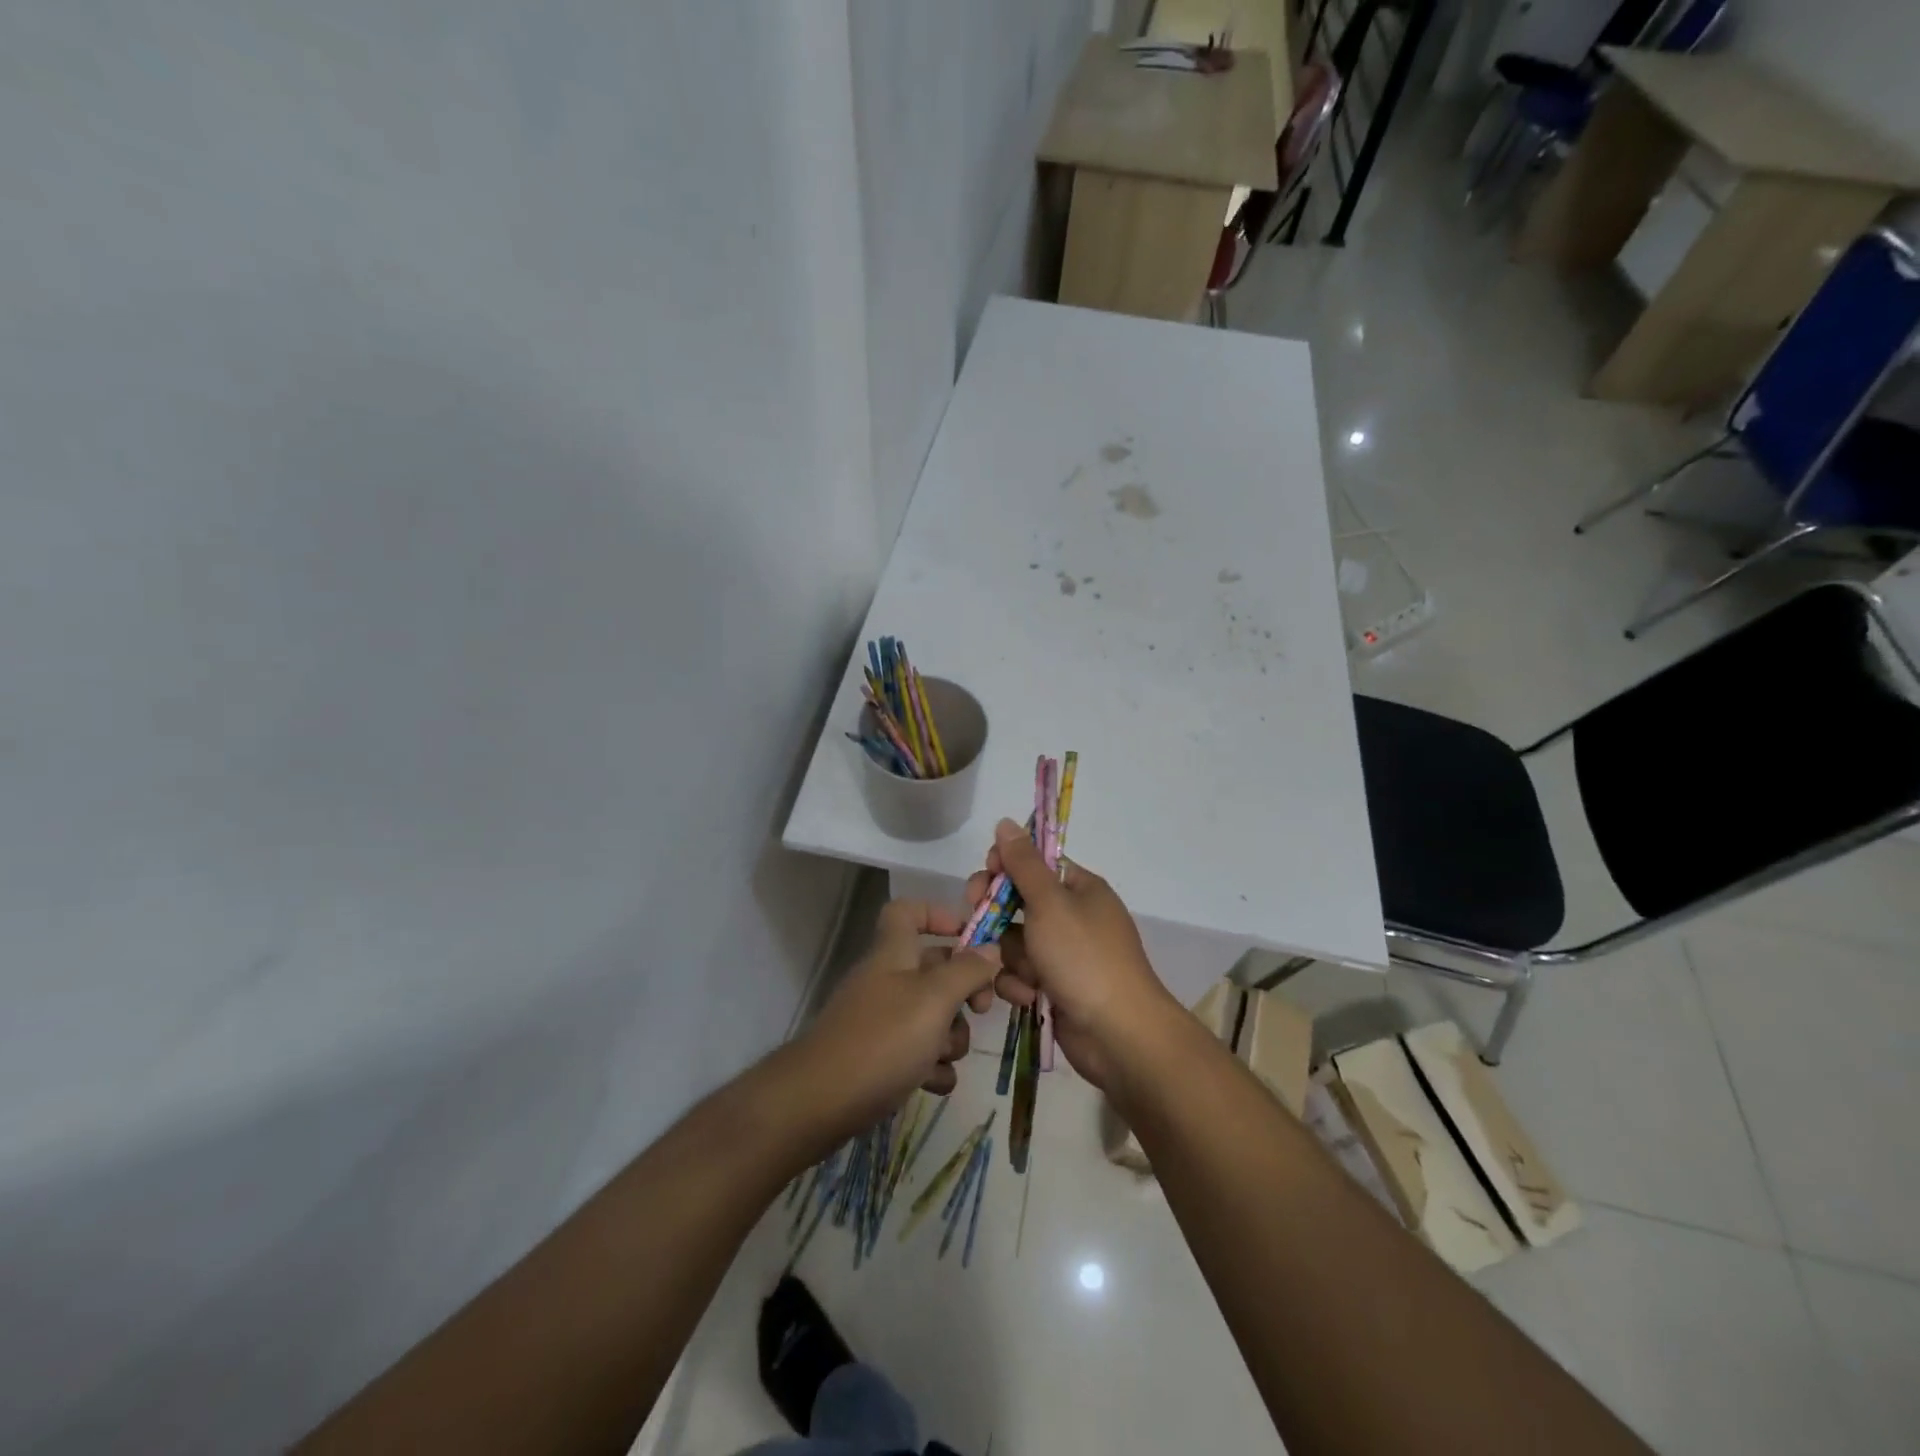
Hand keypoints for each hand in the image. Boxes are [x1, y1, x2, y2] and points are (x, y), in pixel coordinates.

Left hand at [790, 900, 998, 1139]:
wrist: (820, 1103)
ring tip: (944, 1056)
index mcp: (894, 953)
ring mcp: (882, 1020)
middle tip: (981, 1010)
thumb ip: (967, 971)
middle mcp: (887, 980)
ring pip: (932, 1015)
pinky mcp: (880, 1058)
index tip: (971, 937)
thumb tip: (991, 950)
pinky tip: (933, 1083)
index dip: (938, 914)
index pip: (908, 911)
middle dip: (964, 991)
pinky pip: (919, 1053)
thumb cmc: (882, 1039)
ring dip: (950, 1037)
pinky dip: (932, 1067)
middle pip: (934, 969)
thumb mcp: (934, 999)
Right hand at [966, 818, 1181, 1090]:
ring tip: (1021, 975)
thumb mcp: (1050, 903)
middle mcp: (1072, 916)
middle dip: (996, 916)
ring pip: (1014, 942)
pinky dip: (1020, 985)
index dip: (1004, 868)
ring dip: (1009, 958)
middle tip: (976, 923)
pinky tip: (1027, 997)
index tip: (984, 878)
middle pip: (1018, 903)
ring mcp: (1064, 954)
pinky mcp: (1054, 987)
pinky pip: (1022, 974)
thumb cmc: (1084, 958)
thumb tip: (1005, 822)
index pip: (1034, 864)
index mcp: (1079, 888)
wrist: (1118, 1034)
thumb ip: (1023, 863)